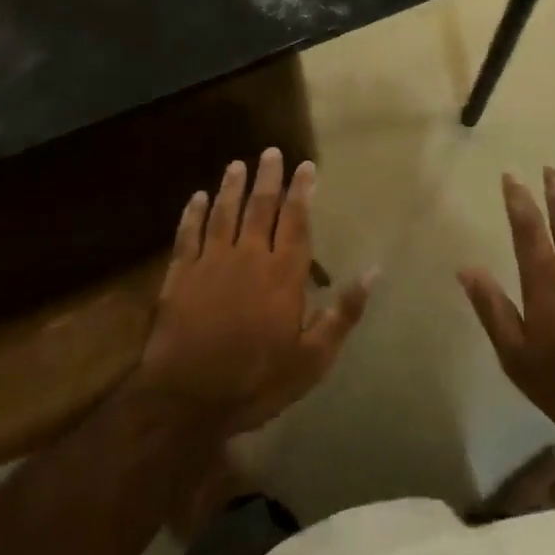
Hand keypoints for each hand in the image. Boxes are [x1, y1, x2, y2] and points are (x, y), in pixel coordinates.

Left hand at [135, 149, 372, 436]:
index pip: (296, 220)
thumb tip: (373, 272)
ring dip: (232, 187)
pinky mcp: (180, 276)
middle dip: (268, 178)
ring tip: (237, 165)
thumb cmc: (256, 381)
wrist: (187, 402)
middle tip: (271, 152)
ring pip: (224, 213)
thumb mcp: (312, 358)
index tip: (305, 166)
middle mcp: (249, 256)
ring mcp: (211, 263)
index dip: (301, 191)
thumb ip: (343, 313)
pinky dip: (193, 214)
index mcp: (283, 273)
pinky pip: (188, 235)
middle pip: (260, 207)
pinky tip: (197, 197)